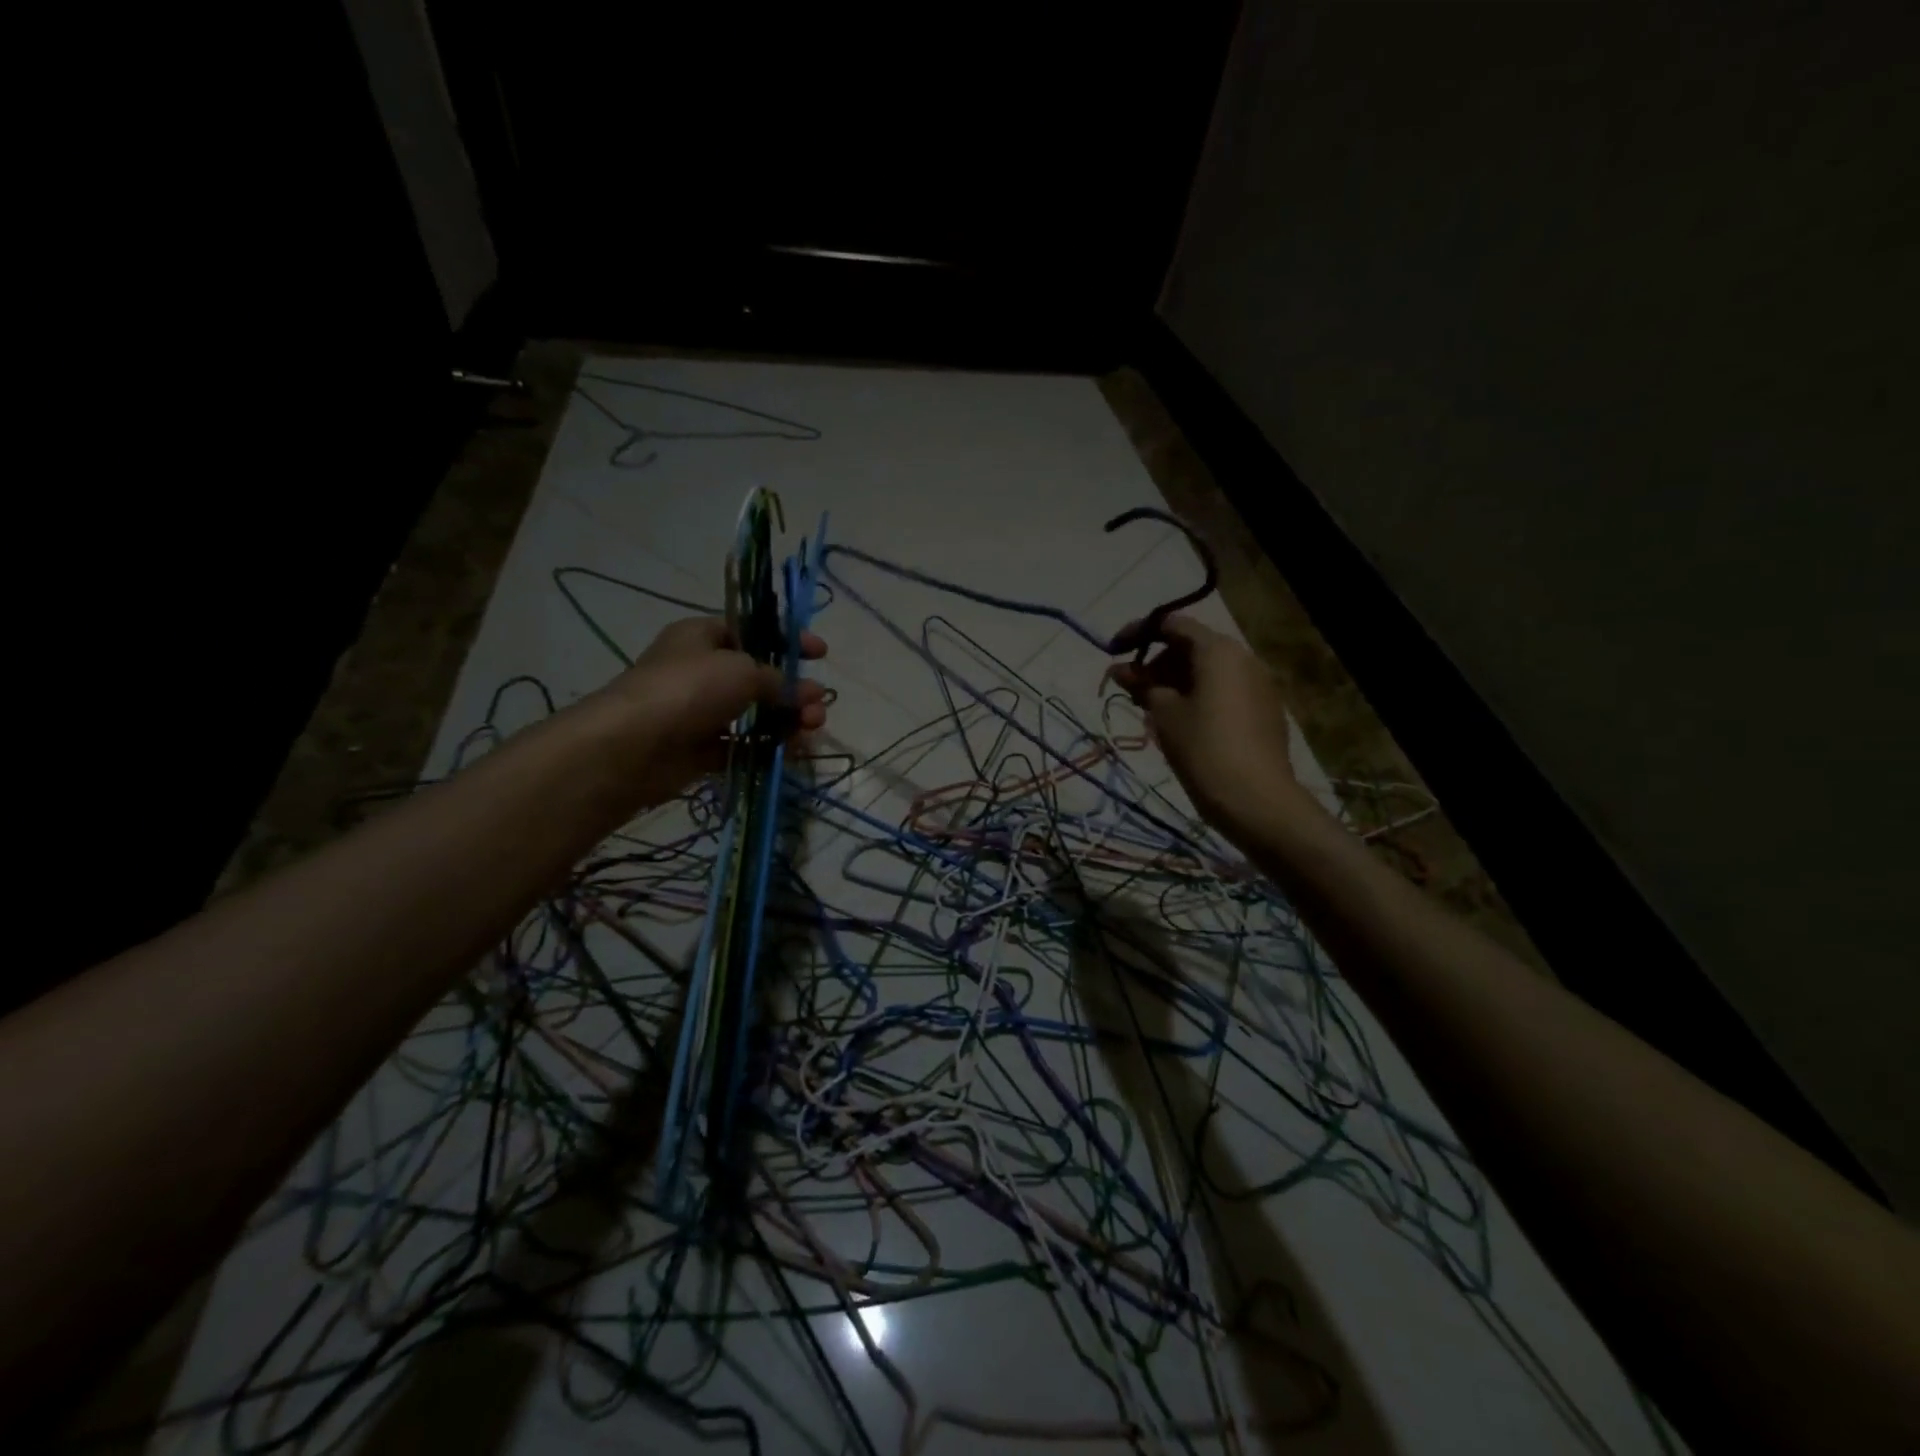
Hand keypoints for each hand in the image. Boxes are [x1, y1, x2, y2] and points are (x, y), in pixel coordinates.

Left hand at [592, 616, 827, 807]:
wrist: (632, 746)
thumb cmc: (688, 689)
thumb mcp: (742, 670)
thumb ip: (780, 680)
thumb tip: (808, 693)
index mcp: (703, 636)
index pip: (753, 630)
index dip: (788, 639)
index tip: (821, 654)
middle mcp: (702, 670)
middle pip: (760, 676)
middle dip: (794, 689)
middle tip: (817, 705)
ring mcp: (701, 711)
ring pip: (756, 713)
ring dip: (788, 720)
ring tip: (810, 729)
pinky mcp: (701, 749)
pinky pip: (744, 745)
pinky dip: (769, 747)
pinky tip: (793, 752)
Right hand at [1107, 614, 1311, 841]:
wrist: (1256, 799)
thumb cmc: (1203, 749)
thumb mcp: (1164, 714)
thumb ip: (1141, 685)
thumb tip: (1121, 670)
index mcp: (1218, 651)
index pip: (1172, 624)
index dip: (1138, 633)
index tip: (1112, 651)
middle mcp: (1243, 658)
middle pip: (1191, 647)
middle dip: (1156, 662)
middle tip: (1129, 688)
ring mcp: (1259, 684)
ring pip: (1207, 671)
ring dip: (1174, 681)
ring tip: (1149, 708)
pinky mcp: (1264, 710)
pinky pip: (1223, 690)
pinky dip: (1196, 696)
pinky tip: (1179, 723)